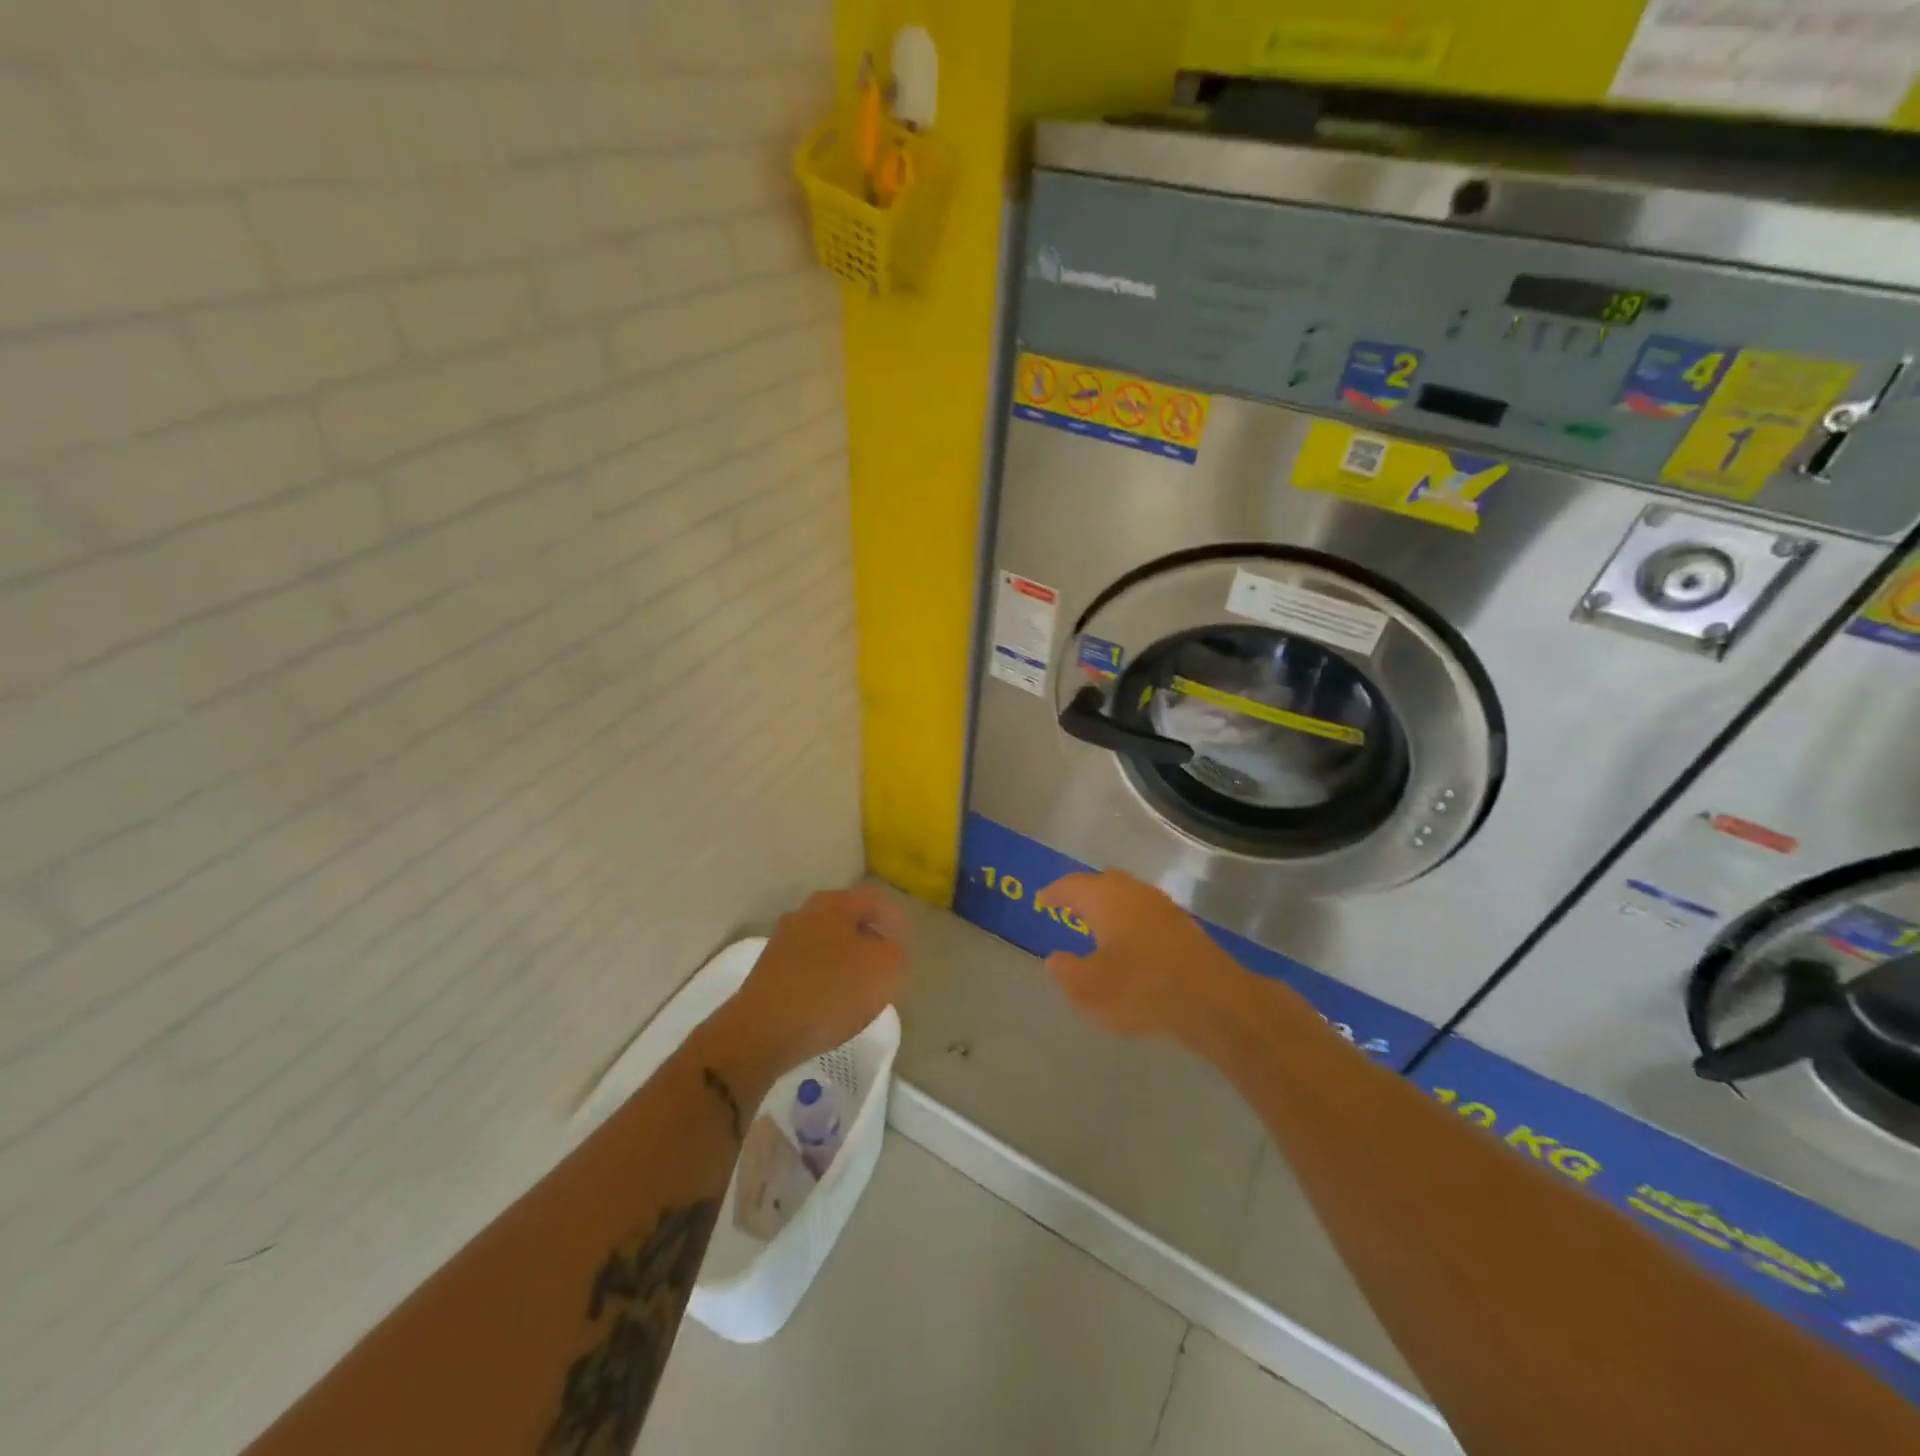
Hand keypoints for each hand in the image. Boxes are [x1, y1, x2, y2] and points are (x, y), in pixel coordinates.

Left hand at [723, 883, 908, 1074]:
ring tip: (861, 993)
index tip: (905, 950)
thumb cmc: (830, 991)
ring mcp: (782, 944)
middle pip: (848, 921)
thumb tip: (886, 953)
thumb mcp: (886, 970)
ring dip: (846, 964)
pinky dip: (825, 983)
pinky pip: (808, 970)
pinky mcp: (769, 974)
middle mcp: (804, 914)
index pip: (874, 900)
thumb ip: (897, 954)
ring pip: (827, 946)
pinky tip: (831, 1007)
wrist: (762, 1033)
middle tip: (886, 970)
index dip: (895, 922)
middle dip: (869, 942)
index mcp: (833, 903)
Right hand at [1037, 870, 1257, 1048]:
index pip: (1072, 885)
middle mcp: (1134, 892)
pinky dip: (1132, 925)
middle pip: (1104, 883)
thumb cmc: (1141, 988)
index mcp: (1106, 898)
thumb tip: (1055, 959)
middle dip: (1085, 895)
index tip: (1042, 900)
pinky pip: (1147, 916)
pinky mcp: (1185, 928)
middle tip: (1069, 908)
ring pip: (1129, 898)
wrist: (1213, 1001)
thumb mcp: (1089, 989)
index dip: (1054, 892)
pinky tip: (1132, 947)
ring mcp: (1164, 907)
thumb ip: (1066, 971)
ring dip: (1111, 909)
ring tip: (1098, 928)